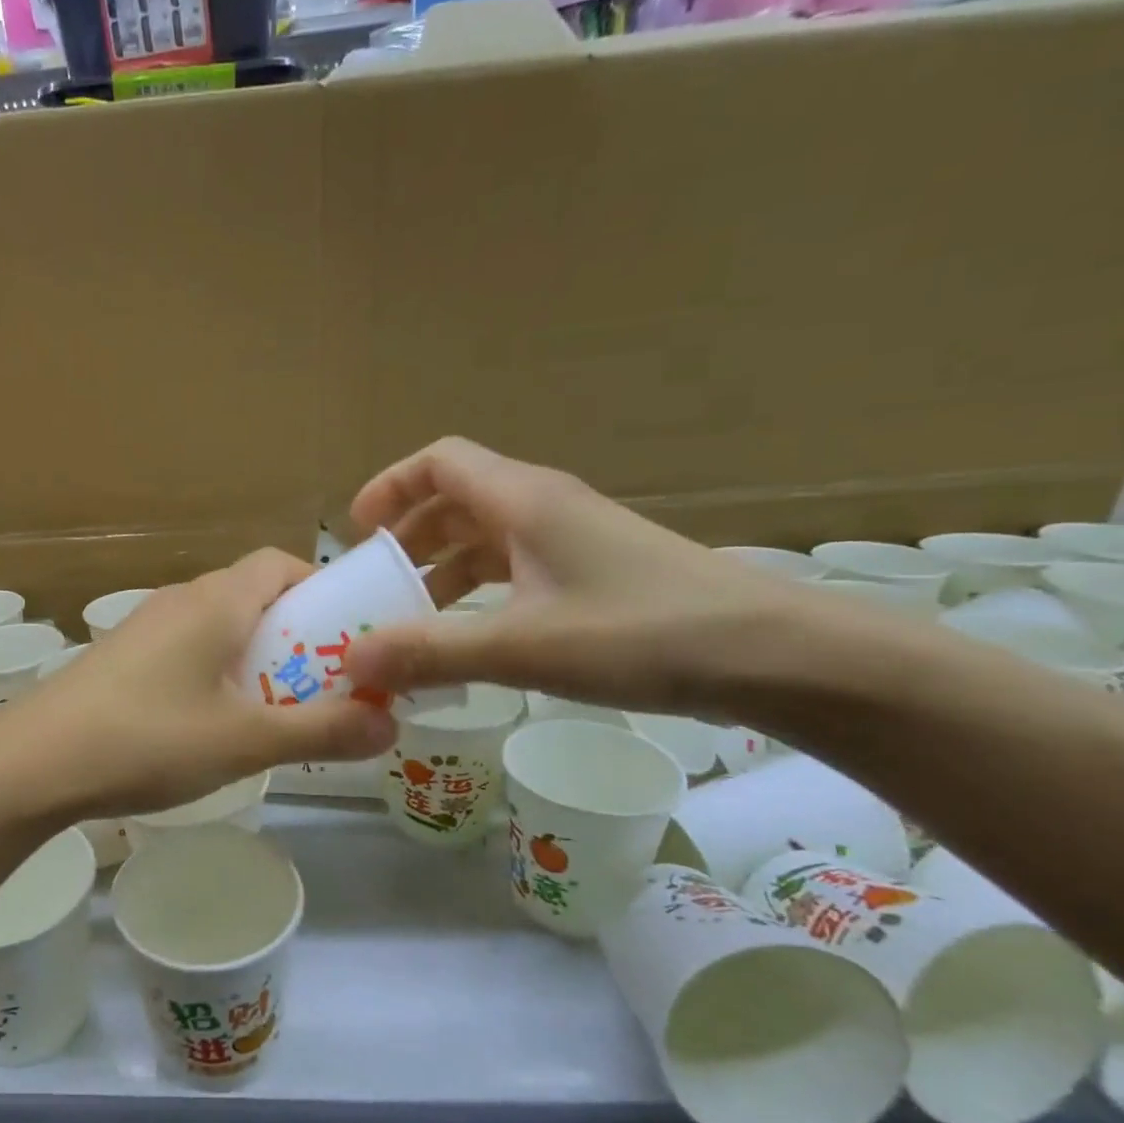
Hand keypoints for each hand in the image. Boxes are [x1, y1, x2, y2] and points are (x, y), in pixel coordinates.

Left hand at [0, 549, 398, 819]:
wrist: (32, 763)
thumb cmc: (148, 739)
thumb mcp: (245, 742)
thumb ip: (321, 732)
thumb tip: (389, 726)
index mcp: (216, 601)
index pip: (281, 565)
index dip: (321, 591)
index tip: (347, 637)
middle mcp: (180, 600)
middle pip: (253, 596)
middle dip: (295, 635)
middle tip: (321, 686)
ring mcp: (144, 628)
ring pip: (218, 626)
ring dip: (254, 658)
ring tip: (272, 712)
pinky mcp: (121, 658)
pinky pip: (186, 650)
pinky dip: (215, 673)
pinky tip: (211, 726)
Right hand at [345, 437, 822, 717]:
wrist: (772, 656)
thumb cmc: (640, 633)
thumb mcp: (521, 645)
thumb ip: (431, 651)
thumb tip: (351, 660)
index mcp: (522, 500)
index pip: (439, 461)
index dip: (391, 487)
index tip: (357, 533)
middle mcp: (543, 508)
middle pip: (455, 501)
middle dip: (407, 539)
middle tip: (375, 587)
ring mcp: (572, 541)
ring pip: (485, 539)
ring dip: (441, 571)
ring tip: (410, 620)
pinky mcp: (592, 575)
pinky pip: (514, 570)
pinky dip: (477, 594)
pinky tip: (468, 637)